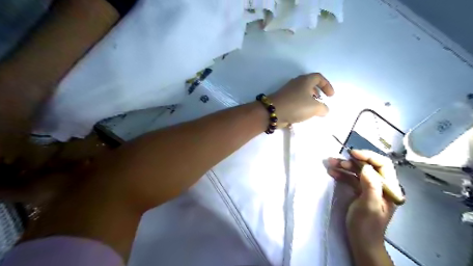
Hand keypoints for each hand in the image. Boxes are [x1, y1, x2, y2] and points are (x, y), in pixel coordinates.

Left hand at [269, 72, 335, 125]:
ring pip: (302, 93)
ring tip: (312, 111)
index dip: (327, 85)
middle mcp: (296, 83)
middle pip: (310, 85)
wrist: (273, 112)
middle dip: (317, 93)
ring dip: (309, 101)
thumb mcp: (315, 107)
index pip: (319, 77)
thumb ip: (323, 108)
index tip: (330, 96)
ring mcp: (288, 91)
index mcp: (305, 80)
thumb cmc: (296, 106)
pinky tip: (302, 114)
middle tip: (321, 102)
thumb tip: (324, 110)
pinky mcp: (283, 99)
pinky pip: (295, 100)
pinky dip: (301, 106)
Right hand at [330, 151, 402, 248]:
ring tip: (330, 163)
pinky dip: (341, 174)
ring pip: (357, 171)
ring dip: (344, 166)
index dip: (368, 156)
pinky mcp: (360, 191)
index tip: (352, 154)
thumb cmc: (366, 225)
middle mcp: (381, 185)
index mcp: (389, 188)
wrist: (361, 242)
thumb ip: (370, 185)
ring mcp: (370, 188)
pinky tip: (332, 172)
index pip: (383, 165)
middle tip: (335, 160)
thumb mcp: (369, 205)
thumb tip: (365, 166)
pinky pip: (351, 178)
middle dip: (351, 161)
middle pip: (368, 166)